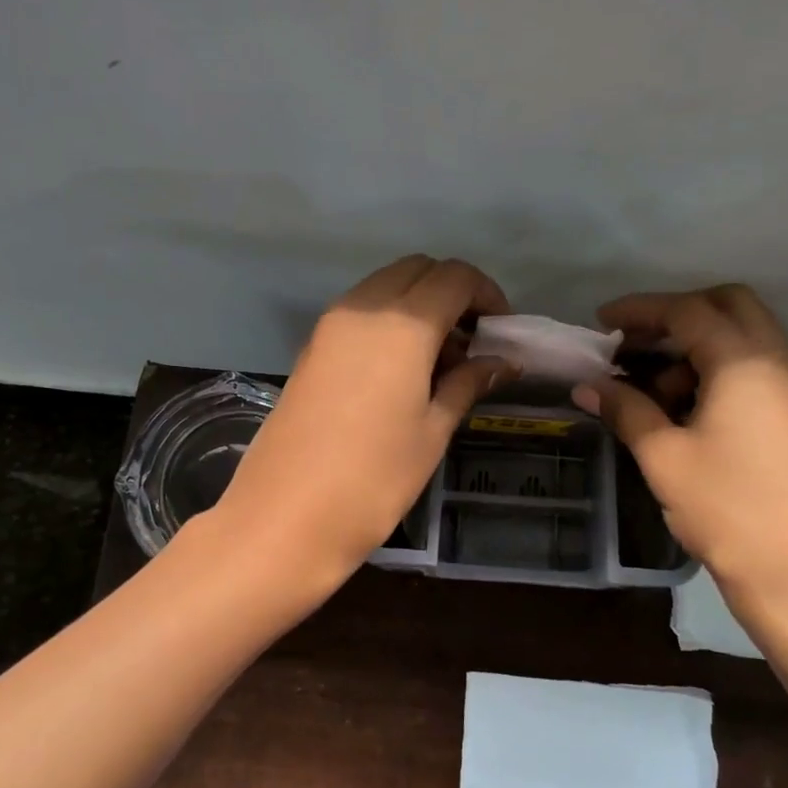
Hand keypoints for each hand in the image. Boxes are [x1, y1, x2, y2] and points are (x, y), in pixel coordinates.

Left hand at [207, 255, 513, 587]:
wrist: (286, 516)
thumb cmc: (374, 479)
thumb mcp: (432, 431)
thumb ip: (467, 384)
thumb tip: (501, 361)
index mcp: (402, 324)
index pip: (454, 277)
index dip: (486, 294)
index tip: (501, 330)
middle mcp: (363, 309)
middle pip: (417, 270)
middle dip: (452, 292)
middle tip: (472, 341)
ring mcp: (330, 326)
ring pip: (384, 287)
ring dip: (418, 305)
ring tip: (440, 361)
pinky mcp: (311, 347)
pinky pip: (359, 312)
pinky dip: (388, 321)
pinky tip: (401, 370)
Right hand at [570, 285, 787, 605]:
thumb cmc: (726, 509)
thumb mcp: (663, 456)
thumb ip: (625, 409)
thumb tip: (587, 385)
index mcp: (747, 362)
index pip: (687, 311)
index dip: (640, 310)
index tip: (601, 322)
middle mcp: (782, 360)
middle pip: (728, 305)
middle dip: (676, 315)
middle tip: (635, 344)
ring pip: (747, 335)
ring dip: (698, 344)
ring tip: (655, 390)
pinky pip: (760, 366)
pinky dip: (721, 368)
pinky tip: (689, 408)